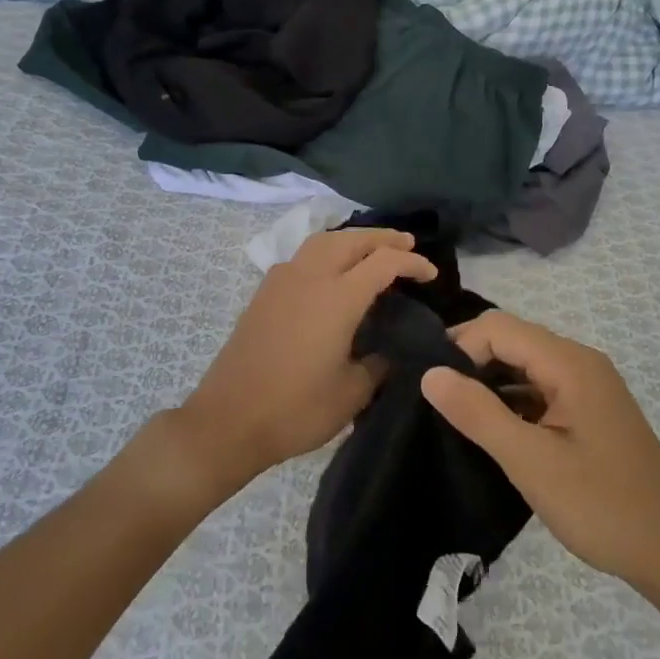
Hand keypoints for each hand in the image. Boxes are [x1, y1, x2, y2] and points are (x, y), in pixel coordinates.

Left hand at [172, 228, 436, 500]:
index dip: (412, 262)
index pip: (383, 262)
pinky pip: (302, 255)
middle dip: (384, 238)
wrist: (228, 420)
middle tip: (408, 244)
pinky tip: (332, 271)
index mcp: (337, 298)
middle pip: (352, 239)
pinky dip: (326, 251)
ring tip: (372, 249)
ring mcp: (282, 280)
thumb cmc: (295, 410)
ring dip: (353, 239)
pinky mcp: (264, 292)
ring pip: (323, 241)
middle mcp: (310, 277)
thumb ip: (379, 363)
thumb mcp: (352, 393)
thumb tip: (392, 349)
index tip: (431, 274)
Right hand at [421, 312, 659, 592]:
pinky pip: (541, 390)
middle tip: (436, 402)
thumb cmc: (601, 505)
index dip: (460, 347)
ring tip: (455, 417)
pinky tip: (493, 432)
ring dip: (490, 384)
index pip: (499, 327)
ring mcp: (588, 387)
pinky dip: (513, 402)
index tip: (431, 387)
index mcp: (570, 363)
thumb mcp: (530, 461)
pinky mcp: (590, 412)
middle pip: (513, 340)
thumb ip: (478, 413)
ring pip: (525, 367)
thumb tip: (430, 373)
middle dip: (471, 362)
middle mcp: (580, 363)